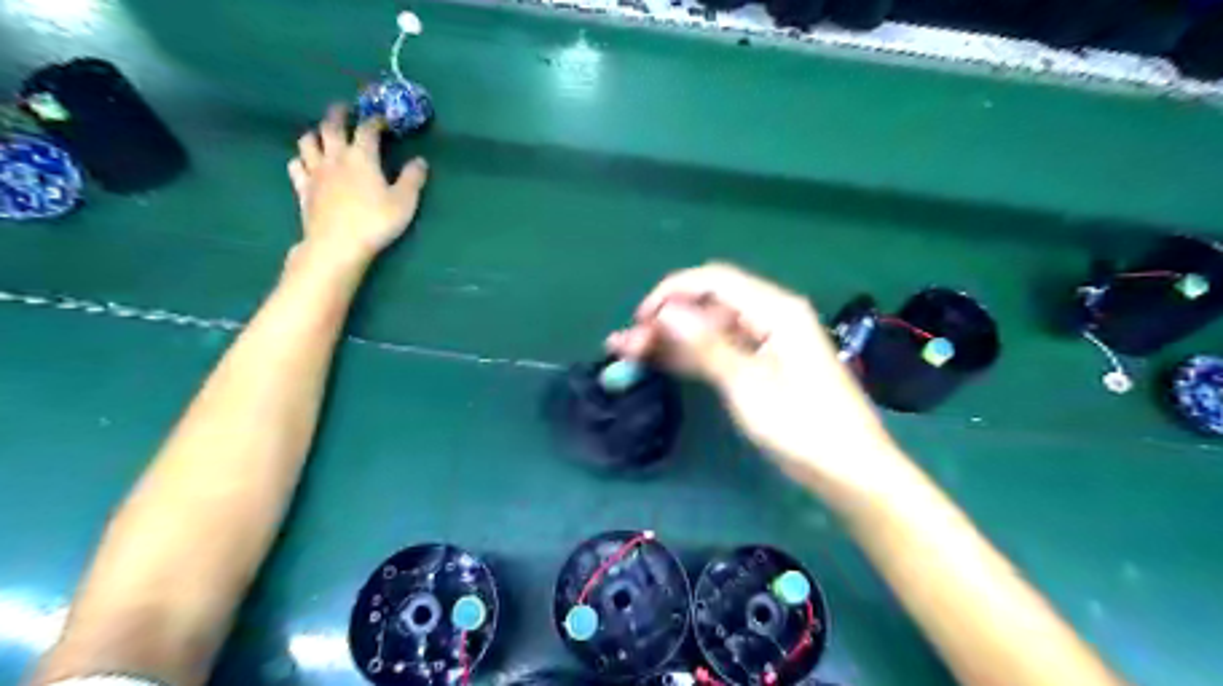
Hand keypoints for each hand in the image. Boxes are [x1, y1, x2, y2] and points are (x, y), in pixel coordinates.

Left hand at [288, 103, 428, 267]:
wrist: (337, 244)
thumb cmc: (375, 221)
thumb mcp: (404, 202)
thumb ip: (413, 179)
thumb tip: (420, 161)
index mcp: (362, 157)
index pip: (367, 130)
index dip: (375, 121)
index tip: (382, 119)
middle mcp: (335, 157)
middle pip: (331, 126)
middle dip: (338, 114)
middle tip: (343, 108)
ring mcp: (315, 172)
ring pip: (308, 141)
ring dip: (315, 133)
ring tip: (321, 133)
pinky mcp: (302, 188)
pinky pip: (296, 165)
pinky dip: (301, 159)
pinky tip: (306, 163)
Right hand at [609, 260, 894, 487]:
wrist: (850, 470)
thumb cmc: (804, 427)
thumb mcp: (749, 386)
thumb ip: (706, 345)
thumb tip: (666, 311)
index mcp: (774, 309)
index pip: (712, 281)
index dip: (670, 293)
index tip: (638, 321)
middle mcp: (770, 316)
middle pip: (707, 304)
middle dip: (665, 318)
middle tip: (626, 346)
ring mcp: (766, 341)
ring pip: (709, 328)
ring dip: (672, 338)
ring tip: (630, 353)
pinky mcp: (763, 365)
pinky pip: (720, 349)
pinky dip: (691, 355)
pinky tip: (662, 362)